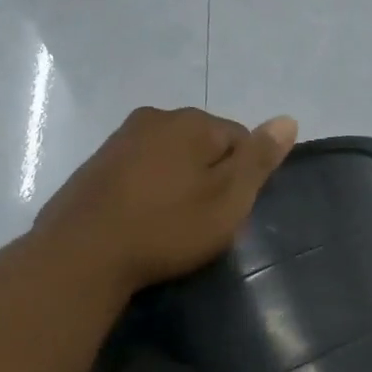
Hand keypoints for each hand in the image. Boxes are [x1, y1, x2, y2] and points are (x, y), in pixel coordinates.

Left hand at [34, 107, 297, 293]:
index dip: (243, 177)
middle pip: (203, 145)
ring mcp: (120, 139)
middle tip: (204, 221)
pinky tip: (144, 221)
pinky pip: (140, 172)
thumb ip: (259, 158)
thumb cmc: (168, 227)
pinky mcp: (96, 166)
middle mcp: (154, 117)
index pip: (240, 139)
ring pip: (169, 158)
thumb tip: (288, 119)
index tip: (230, 211)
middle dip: (210, 177)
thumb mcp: (228, 198)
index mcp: (191, 121)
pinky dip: (149, 192)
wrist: (83, 254)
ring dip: (178, 184)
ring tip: (173, 224)